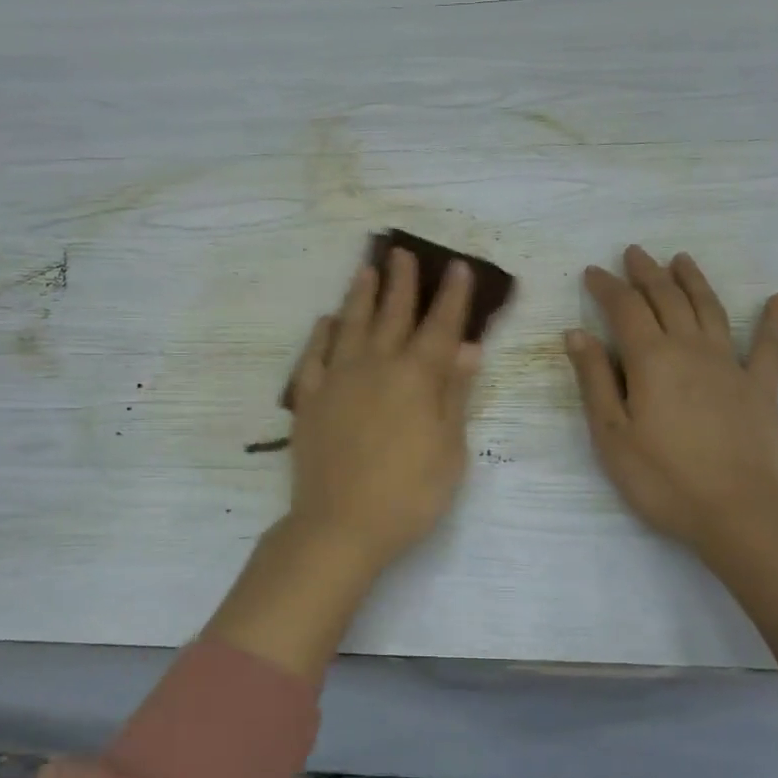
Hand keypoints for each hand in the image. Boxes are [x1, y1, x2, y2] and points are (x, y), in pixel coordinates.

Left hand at [284, 248, 482, 577]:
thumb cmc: (409, 494)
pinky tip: (326, 321)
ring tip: (366, 269)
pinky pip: (314, 356)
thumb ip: (455, 394)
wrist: (340, 525)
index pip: (440, 326)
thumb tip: (467, 348)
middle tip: (403, 252)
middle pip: (392, 314)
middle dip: (402, 282)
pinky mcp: (309, 399)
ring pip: (350, 325)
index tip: (456, 266)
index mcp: (416, 378)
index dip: (451, 296)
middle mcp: (376, 366)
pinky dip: (321, 334)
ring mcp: (337, 380)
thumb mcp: (450, 449)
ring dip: (360, 295)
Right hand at [565, 246, 777, 553]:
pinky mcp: (763, 389)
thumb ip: (595, 380)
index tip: (593, 271)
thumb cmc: (663, 479)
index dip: (607, 287)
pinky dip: (774, 320)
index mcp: (651, 360)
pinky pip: (770, 346)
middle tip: (634, 253)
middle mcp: (692, 350)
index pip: (625, 309)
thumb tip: (577, 334)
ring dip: (693, 281)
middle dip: (647, 273)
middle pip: (667, 300)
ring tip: (681, 259)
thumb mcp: (612, 434)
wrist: (739, 514)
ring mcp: (732, 366)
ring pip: (710, 310)